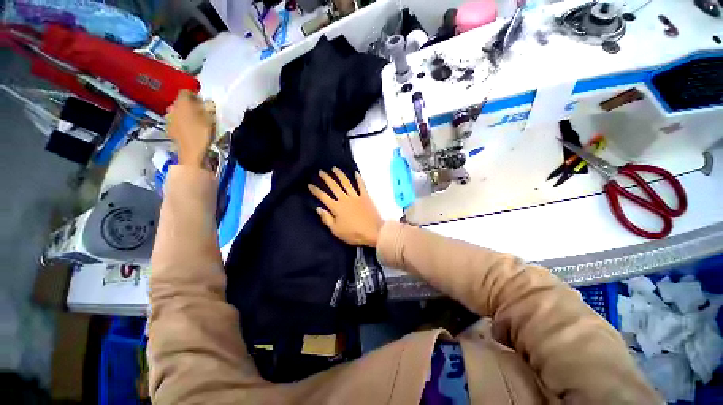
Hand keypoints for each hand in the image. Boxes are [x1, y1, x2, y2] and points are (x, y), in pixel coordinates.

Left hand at [166, 90, 214, 166]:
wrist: (192, 153)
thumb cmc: (203, 133)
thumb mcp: (211, 118)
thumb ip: (209, 107)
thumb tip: (208, 101)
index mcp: (182, 102)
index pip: (186, 91)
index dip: (194, 94)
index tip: (203, 101)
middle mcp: (172, 108)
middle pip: (180, 102)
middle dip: (189, 104)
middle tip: (200, 111)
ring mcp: (169, 119)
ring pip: (177, 112)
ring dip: (184, 114)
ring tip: (194, 121)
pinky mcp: (170, 130)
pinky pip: (175, 122)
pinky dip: (181, 123)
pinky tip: (188, 129)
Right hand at [308, 168, 383, 246]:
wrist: (373, 232)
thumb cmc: (353, 234)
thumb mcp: (336, 231)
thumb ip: (326, 219)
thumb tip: (318, 208)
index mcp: (336, 207)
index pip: (323, 197)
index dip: (316, 190)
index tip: (310, 184)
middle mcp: (344, 199)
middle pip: (334, 186)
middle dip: (326, 178)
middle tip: (321, 171)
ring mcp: (356, 196)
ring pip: (346, 183)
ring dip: (340, 175)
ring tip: (335, 168)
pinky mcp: (365, 197)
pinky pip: (361, 185)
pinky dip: (359, 179)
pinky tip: (356, 173)